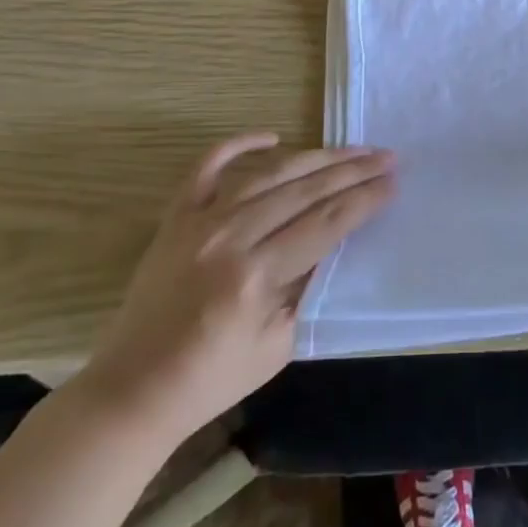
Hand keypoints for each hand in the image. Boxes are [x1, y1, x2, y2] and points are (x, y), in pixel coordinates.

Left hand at [79, 134, 394, 444]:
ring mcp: (200, 222)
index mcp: (256, 276)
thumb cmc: (212, 379)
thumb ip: (308, 289)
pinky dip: (238, 145)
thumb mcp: (279, 344)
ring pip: (269, 174)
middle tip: (386, 156)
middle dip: (352, 171)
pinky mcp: (176, 219)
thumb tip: (332, 245)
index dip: (365, 200)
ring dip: (315, 158)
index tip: (394, 182)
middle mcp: (230, 238)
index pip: (326, 224)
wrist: (133, 391)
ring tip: (351, 149)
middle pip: (305, 191)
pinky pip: (206, 168)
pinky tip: (272, 135)